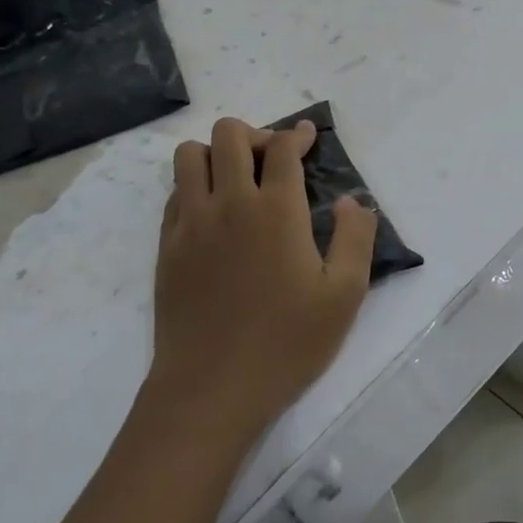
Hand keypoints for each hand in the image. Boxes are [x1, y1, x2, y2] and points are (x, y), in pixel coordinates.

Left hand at [144, 118, 377, 443]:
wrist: (212, 387)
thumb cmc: (288, 342)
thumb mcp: (345, 294)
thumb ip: (356, 237)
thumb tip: (352, 200)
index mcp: (276, 211)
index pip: (282, 149)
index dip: (298, 135)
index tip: (308, 136)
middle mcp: (228, 204)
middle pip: (229, 135)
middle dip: (256, 135)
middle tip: (275, 161)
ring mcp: (190, 224)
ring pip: (189, 156)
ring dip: (216, 154)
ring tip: (238, 180)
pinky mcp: (167, 247)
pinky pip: (173, 193)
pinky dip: (194, 185)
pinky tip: (213, 213)